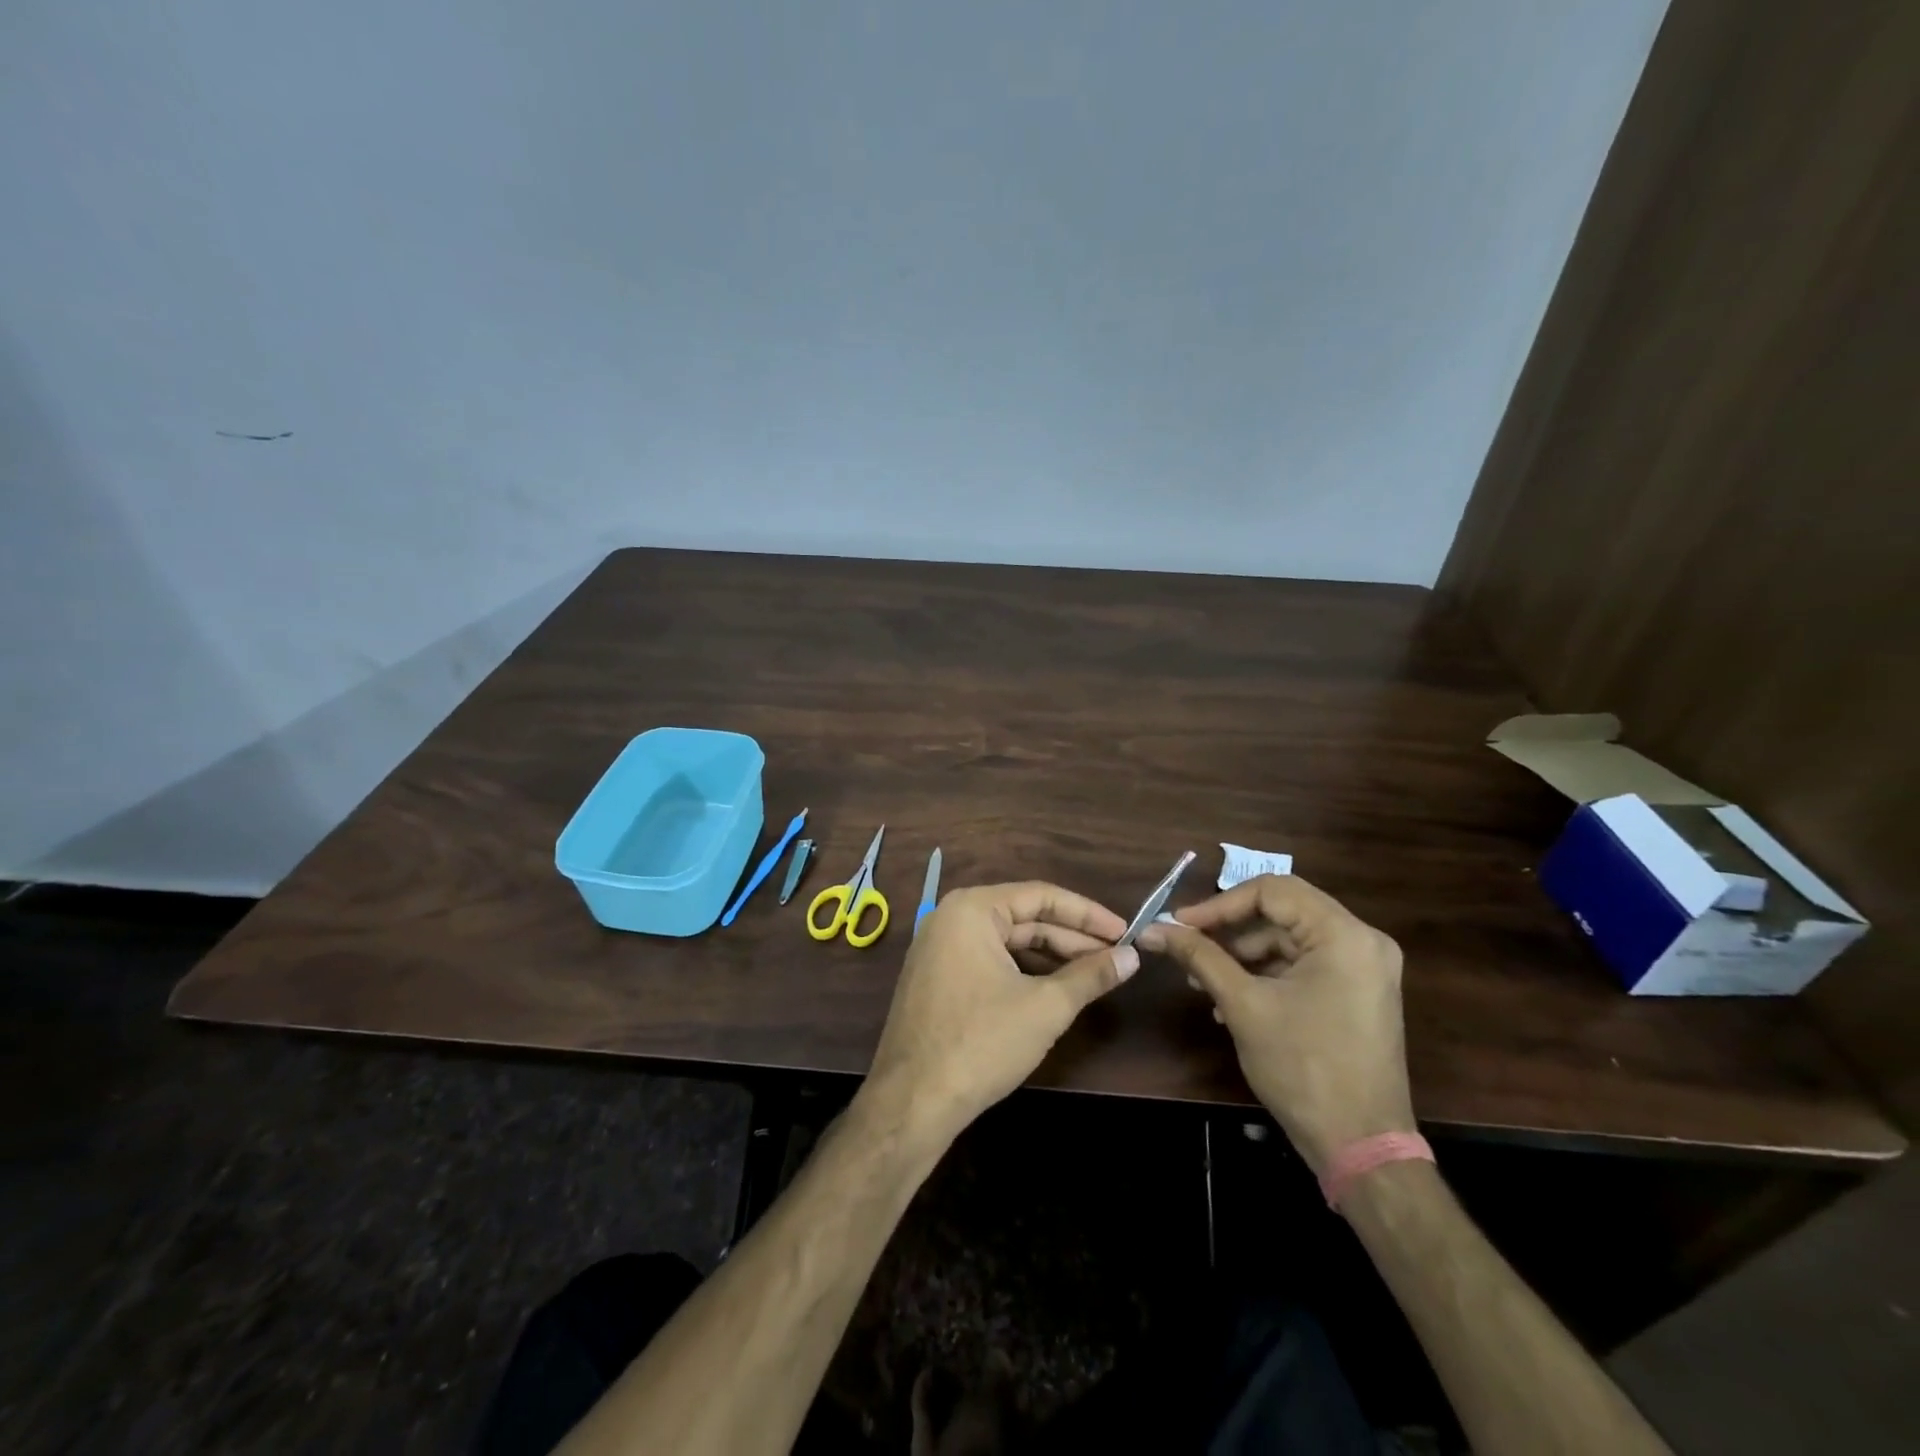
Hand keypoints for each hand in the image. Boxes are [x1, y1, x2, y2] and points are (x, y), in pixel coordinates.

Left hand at [864, 883, 1133, 1145]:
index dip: (1088, 915)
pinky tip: (1055, 990)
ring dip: (1051, 957)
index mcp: (972, 909)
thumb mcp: (1045, 1007)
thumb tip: (1133, 957)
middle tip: (1117, 958)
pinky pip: (990, 961)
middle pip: (1024, 918)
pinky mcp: (938, 978)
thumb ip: (1091, 976)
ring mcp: (939, 948)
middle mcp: (951, 917)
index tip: (1126, 932)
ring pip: (1008, 943)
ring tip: (1094, 975)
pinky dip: (1024, 972)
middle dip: (1072, 939)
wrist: (913, 1101)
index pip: (1042, 896)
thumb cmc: (981, 1043)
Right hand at [1138, 875, 1413, 1174]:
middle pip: (1281, 913)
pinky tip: (1229, 1000)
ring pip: (1289, 940)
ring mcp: (1365, 968)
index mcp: (1344, 935)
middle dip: (1229, 932)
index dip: (1219, 904)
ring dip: (1242, 956)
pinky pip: (1303, 965)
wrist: (1362, 1147)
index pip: (1272, 891)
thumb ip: (1199, 957)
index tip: (1179, 924)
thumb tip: (1154, 929)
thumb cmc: (1302, 1068)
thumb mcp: (1243, 1005)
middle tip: (1186, 949)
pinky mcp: (1358, 992)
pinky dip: (1265, 974)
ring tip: (1202, 982)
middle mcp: (1362, 941)